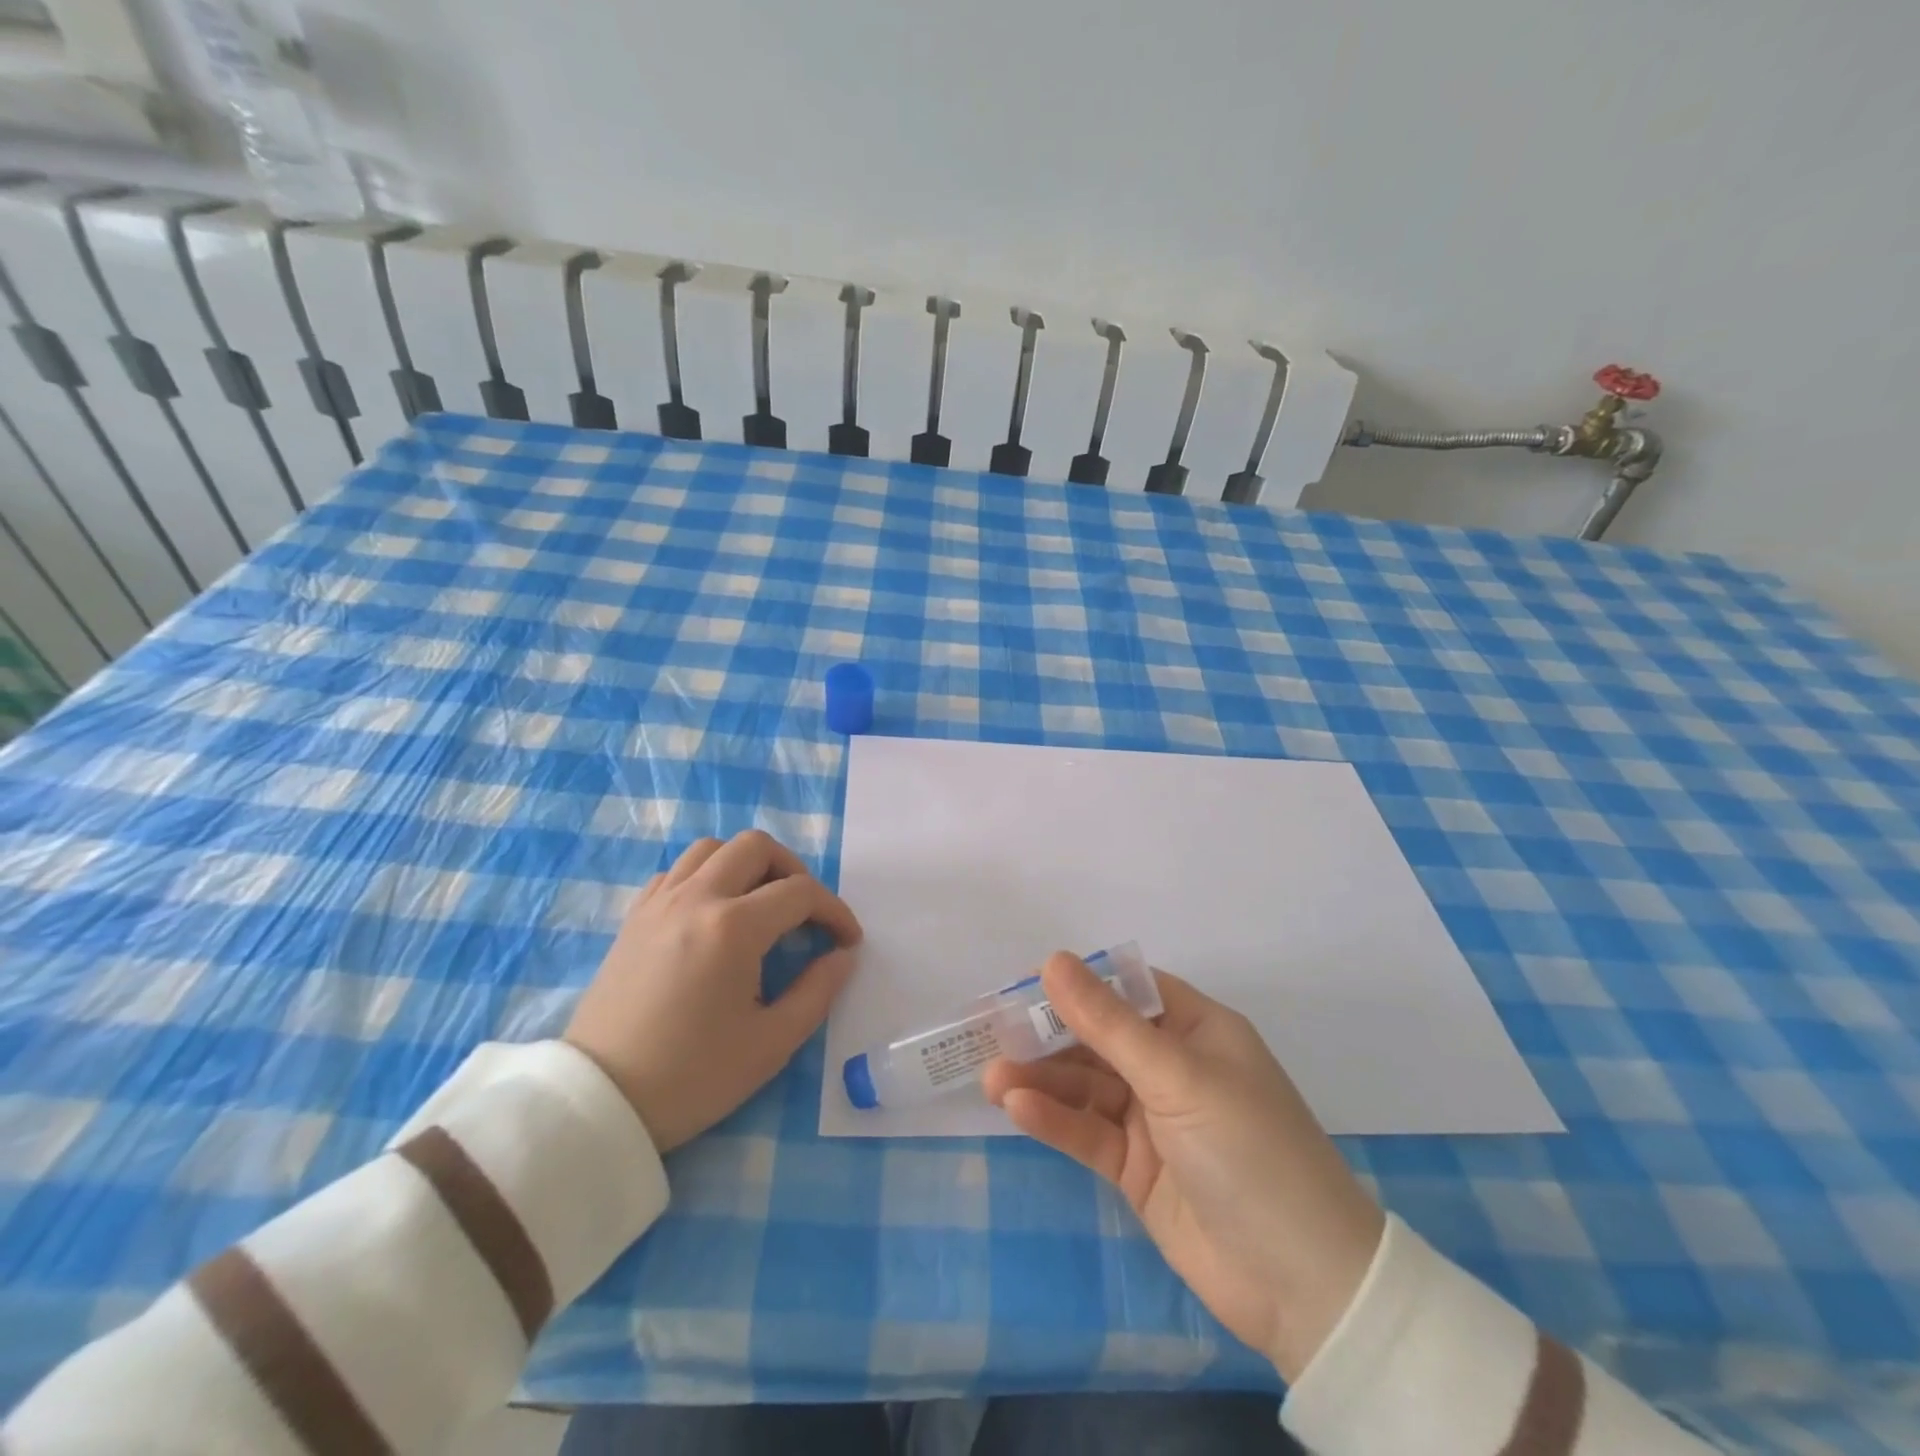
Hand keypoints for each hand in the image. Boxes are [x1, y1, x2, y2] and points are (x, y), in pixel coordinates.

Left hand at [565, 830, 861, 1151]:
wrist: (600, 1101)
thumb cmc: (691, 1076)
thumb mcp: (771, 1044)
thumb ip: (817, 992)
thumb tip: (842, 957)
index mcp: (733, 928)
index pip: (800, 893)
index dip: (835, 912)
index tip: (848, 941)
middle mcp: (696, 898)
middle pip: (756, 847)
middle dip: (794, 871)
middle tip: (804, 912)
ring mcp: (659, 902)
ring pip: (712, 848)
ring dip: (747, 864)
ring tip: (760, 903)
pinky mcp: (635, 917)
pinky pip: (678, 870)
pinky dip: (706, 875)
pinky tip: (714, 912)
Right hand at [982, 953, 1384, 1381]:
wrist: (1303, 1287)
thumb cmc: (1250, 1151)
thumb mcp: (1178, 1077)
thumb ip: (1109, 1023)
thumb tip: (1053, 960)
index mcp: (1197, 1030)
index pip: (1128, 990)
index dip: (1078, 982)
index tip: (1023, 982)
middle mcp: (1173, 1067)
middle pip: (1099, 1037)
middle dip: (1049, 1034)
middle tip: (993, 1032)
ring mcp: (1153, 1119)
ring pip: (1086, 1085)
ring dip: (1041, 1079)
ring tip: (992, 1076)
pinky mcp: (1136, 1167)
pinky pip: (1087, 1131)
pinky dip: (1054, 1118)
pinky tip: (1017, 1107)